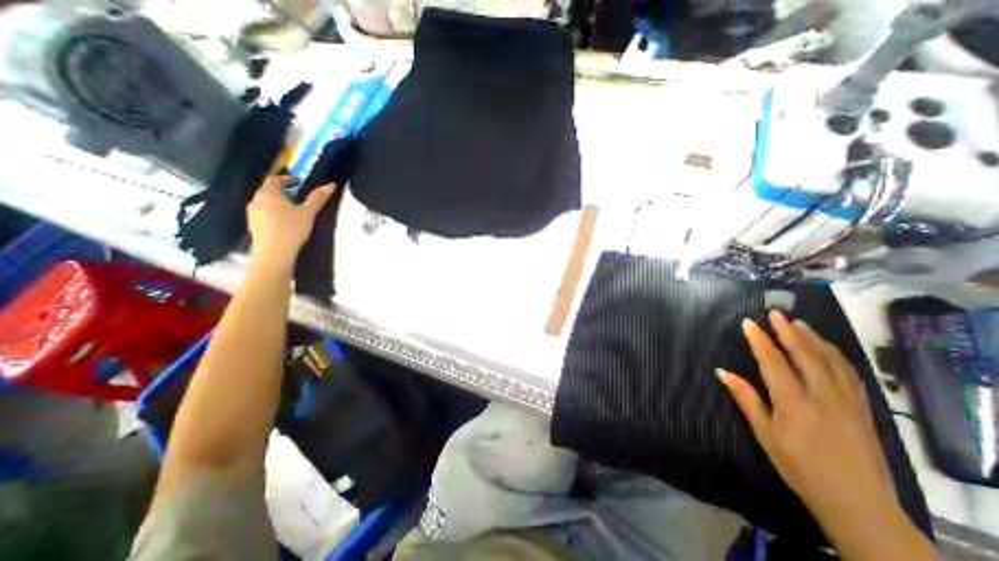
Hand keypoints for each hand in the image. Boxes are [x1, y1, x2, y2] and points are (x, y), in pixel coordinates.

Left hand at [247, 175, 336, 269]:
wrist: (274, 252)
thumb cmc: (291, 228)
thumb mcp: (308, 212)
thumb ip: (317, 198)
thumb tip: (330, 185)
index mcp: (269, 193)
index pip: (275, 179)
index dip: (287, 179)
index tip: (299, 181)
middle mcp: (256, 200)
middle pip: (268, 190)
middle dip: (283, 191)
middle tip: (297, 195)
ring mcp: (253, 213)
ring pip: (265, 202)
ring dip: (278, 202)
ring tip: (292, 209)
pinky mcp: (254, 225)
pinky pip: (264, 213)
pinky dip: (274, 212)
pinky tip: (284, 221)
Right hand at [714, 310, 901, 524]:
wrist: (857, 502)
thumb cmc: (798, 465)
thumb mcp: (764, 433)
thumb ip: (745, 398)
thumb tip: (722, 372)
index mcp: (793, 401)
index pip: (773, 361)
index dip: (759, 340)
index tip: (748, 323)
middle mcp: (822, 395)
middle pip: (804, 355)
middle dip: (787, 332)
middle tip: (775, 313)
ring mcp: (847, 401)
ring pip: (830, 361)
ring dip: (813, 339)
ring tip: (799, 323)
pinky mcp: (864, 409)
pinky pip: (850, 374)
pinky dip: (837, 356)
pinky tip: (828, 348)